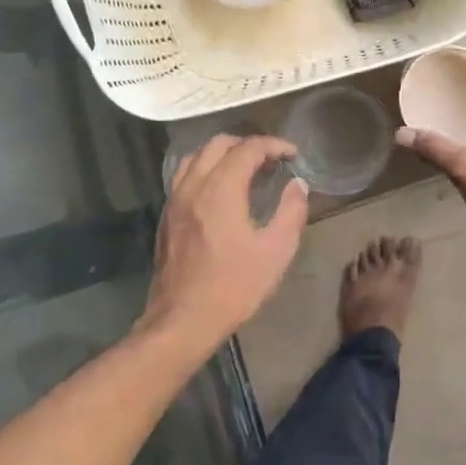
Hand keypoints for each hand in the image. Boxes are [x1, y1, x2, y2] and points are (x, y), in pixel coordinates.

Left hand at [146, 135, 309, 341]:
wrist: (183, 320)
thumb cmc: (234, 286)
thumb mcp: (276, 251)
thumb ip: (291, 212)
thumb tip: (298, 185)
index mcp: (220, 190)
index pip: (248, 149)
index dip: (274, 145)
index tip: (293, 154)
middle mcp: (193, 186)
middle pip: (218, 144)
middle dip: (247, 144)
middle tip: (271, 160)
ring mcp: (175, 201)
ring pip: (195, 157)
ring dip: (223, 154)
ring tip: (245, 169)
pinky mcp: (167, 217)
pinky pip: (184, 176)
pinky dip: (205, 169)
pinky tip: (221, 190)